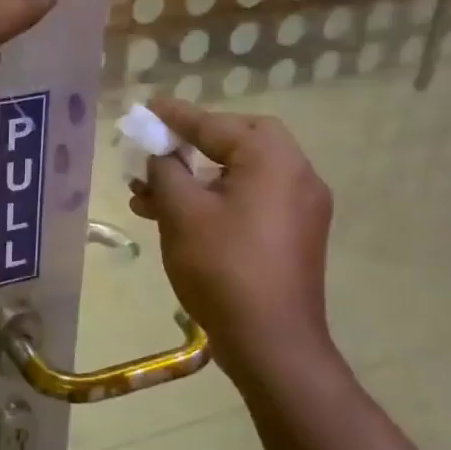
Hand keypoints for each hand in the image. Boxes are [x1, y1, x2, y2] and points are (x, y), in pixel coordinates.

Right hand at [128, 100, 339, 383]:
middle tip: (159, 150)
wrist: (271, 342)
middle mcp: (297, 175)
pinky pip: (251, 201)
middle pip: (239, 142)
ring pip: (241, 176)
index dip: (177, 117)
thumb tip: (162, 157)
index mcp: (273, 160)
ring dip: (197, 178)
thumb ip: (167, 171)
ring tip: (149, 195)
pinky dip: (217, 200)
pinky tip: (179, 218)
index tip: (149, 108)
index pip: (217, 124)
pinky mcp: (295, 236)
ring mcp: (301, 208)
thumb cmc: (223, 267)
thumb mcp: (182, 213)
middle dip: (193, 144)